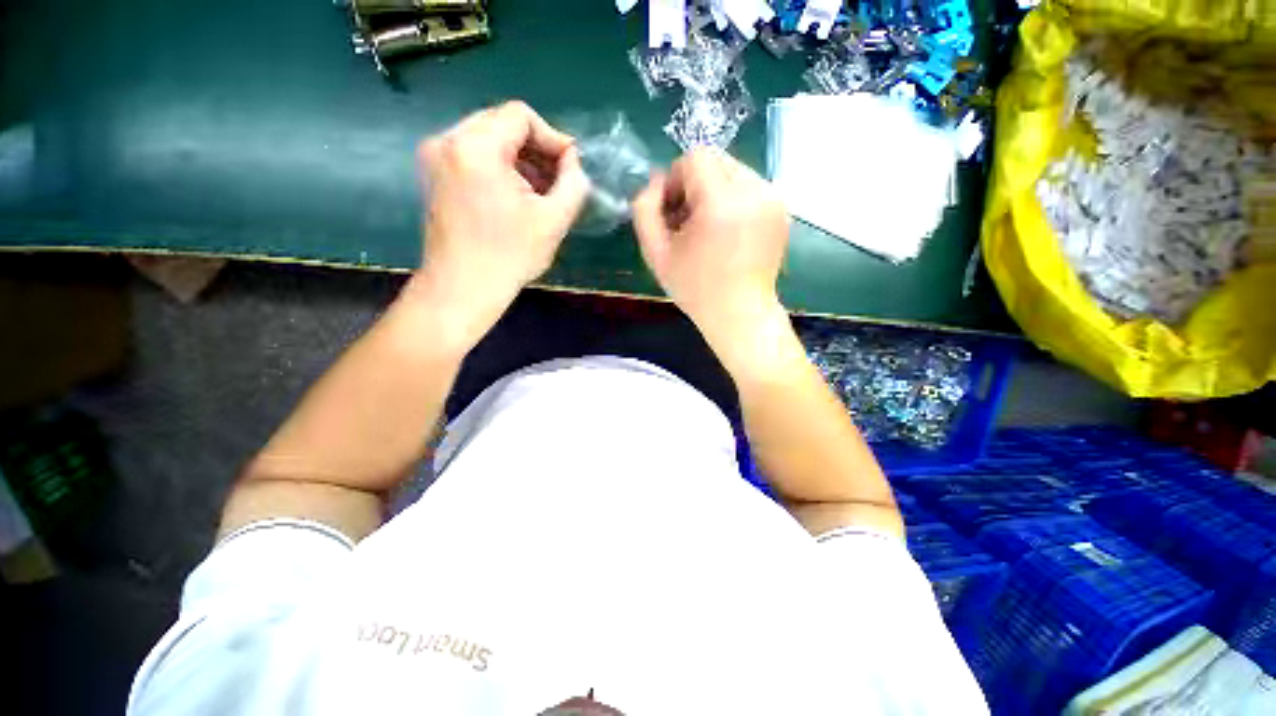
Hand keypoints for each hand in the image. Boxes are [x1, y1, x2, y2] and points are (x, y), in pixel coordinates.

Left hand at [408, 101, 589, 347]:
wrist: (462, 288)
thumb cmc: (510, 256)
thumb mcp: (554, 220)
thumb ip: (574, 183)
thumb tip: (574, 161)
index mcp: (476, 147)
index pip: (520, 115)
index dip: (552, 137)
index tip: (570, 167)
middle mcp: (448, 140)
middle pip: (501, 123)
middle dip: (536, 149)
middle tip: (557, 180)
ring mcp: (435, 156)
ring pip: (487, 138)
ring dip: (519, 160)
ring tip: (540, 192)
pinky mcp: (434, 174)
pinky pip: (473, 155)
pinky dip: (499, 168)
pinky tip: (516, 196)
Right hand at [632, 149, 789, 355]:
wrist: (740, 314)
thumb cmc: (695, 289)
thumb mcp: (655, 253)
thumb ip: (645, 209)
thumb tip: (656, 182)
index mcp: (722, 202)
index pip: (695, 158)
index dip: (676, 180)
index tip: (673, 212)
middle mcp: (755, 191)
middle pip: (716, 161)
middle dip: (695, 184)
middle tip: (688, 222)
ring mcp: (774, 199)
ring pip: (733, 172)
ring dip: (714, 192)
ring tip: (708, 230)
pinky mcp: (783, 209)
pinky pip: (750, 187)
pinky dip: (733, 201)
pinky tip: (727, 233)